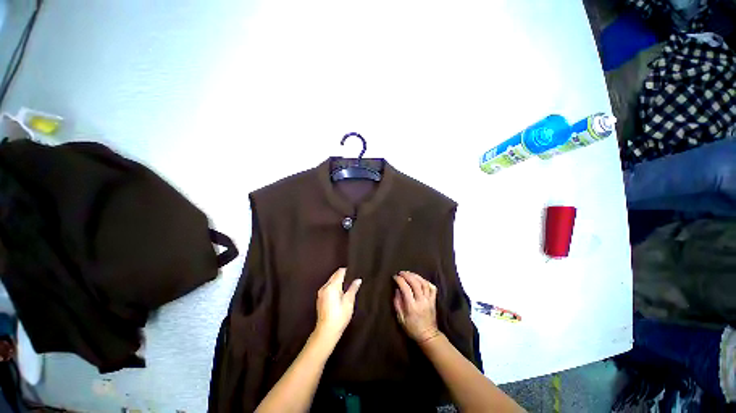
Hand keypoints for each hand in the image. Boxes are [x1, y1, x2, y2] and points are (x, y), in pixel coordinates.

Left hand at [314, 268, 361, 342]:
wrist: (326, 331)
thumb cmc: (339, 317)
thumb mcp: (349, 302)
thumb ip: (353, 289)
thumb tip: (358, 280)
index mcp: (332, 286)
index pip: (340, 272)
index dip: (347, 270)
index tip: (353, 270)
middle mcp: (325, 287)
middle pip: (334, 275)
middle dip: (342, 275)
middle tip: (351, 277)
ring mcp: (321, 293)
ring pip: (330, 281)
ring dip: (337, 280)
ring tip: (347, 284)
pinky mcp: (320, 298)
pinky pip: (328, 287)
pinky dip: (333, 286)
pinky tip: (339, 292)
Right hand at [393, 271, 440, 342]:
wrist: (428, 336)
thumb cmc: (412, 328)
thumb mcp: (400, 318)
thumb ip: (397, 303)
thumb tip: (397, 289)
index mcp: (412, 306)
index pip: (405, 288)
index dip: (399, 280)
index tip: (395, 277)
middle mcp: (421, 301)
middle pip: (415, 283)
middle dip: (407, 275)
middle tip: (401, 272)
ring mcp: (429, 300)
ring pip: (424, 283)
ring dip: (416, 276)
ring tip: (409, 273)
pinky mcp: (434, 300)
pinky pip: (432, 287)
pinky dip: (426, 281)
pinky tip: (420, 279)